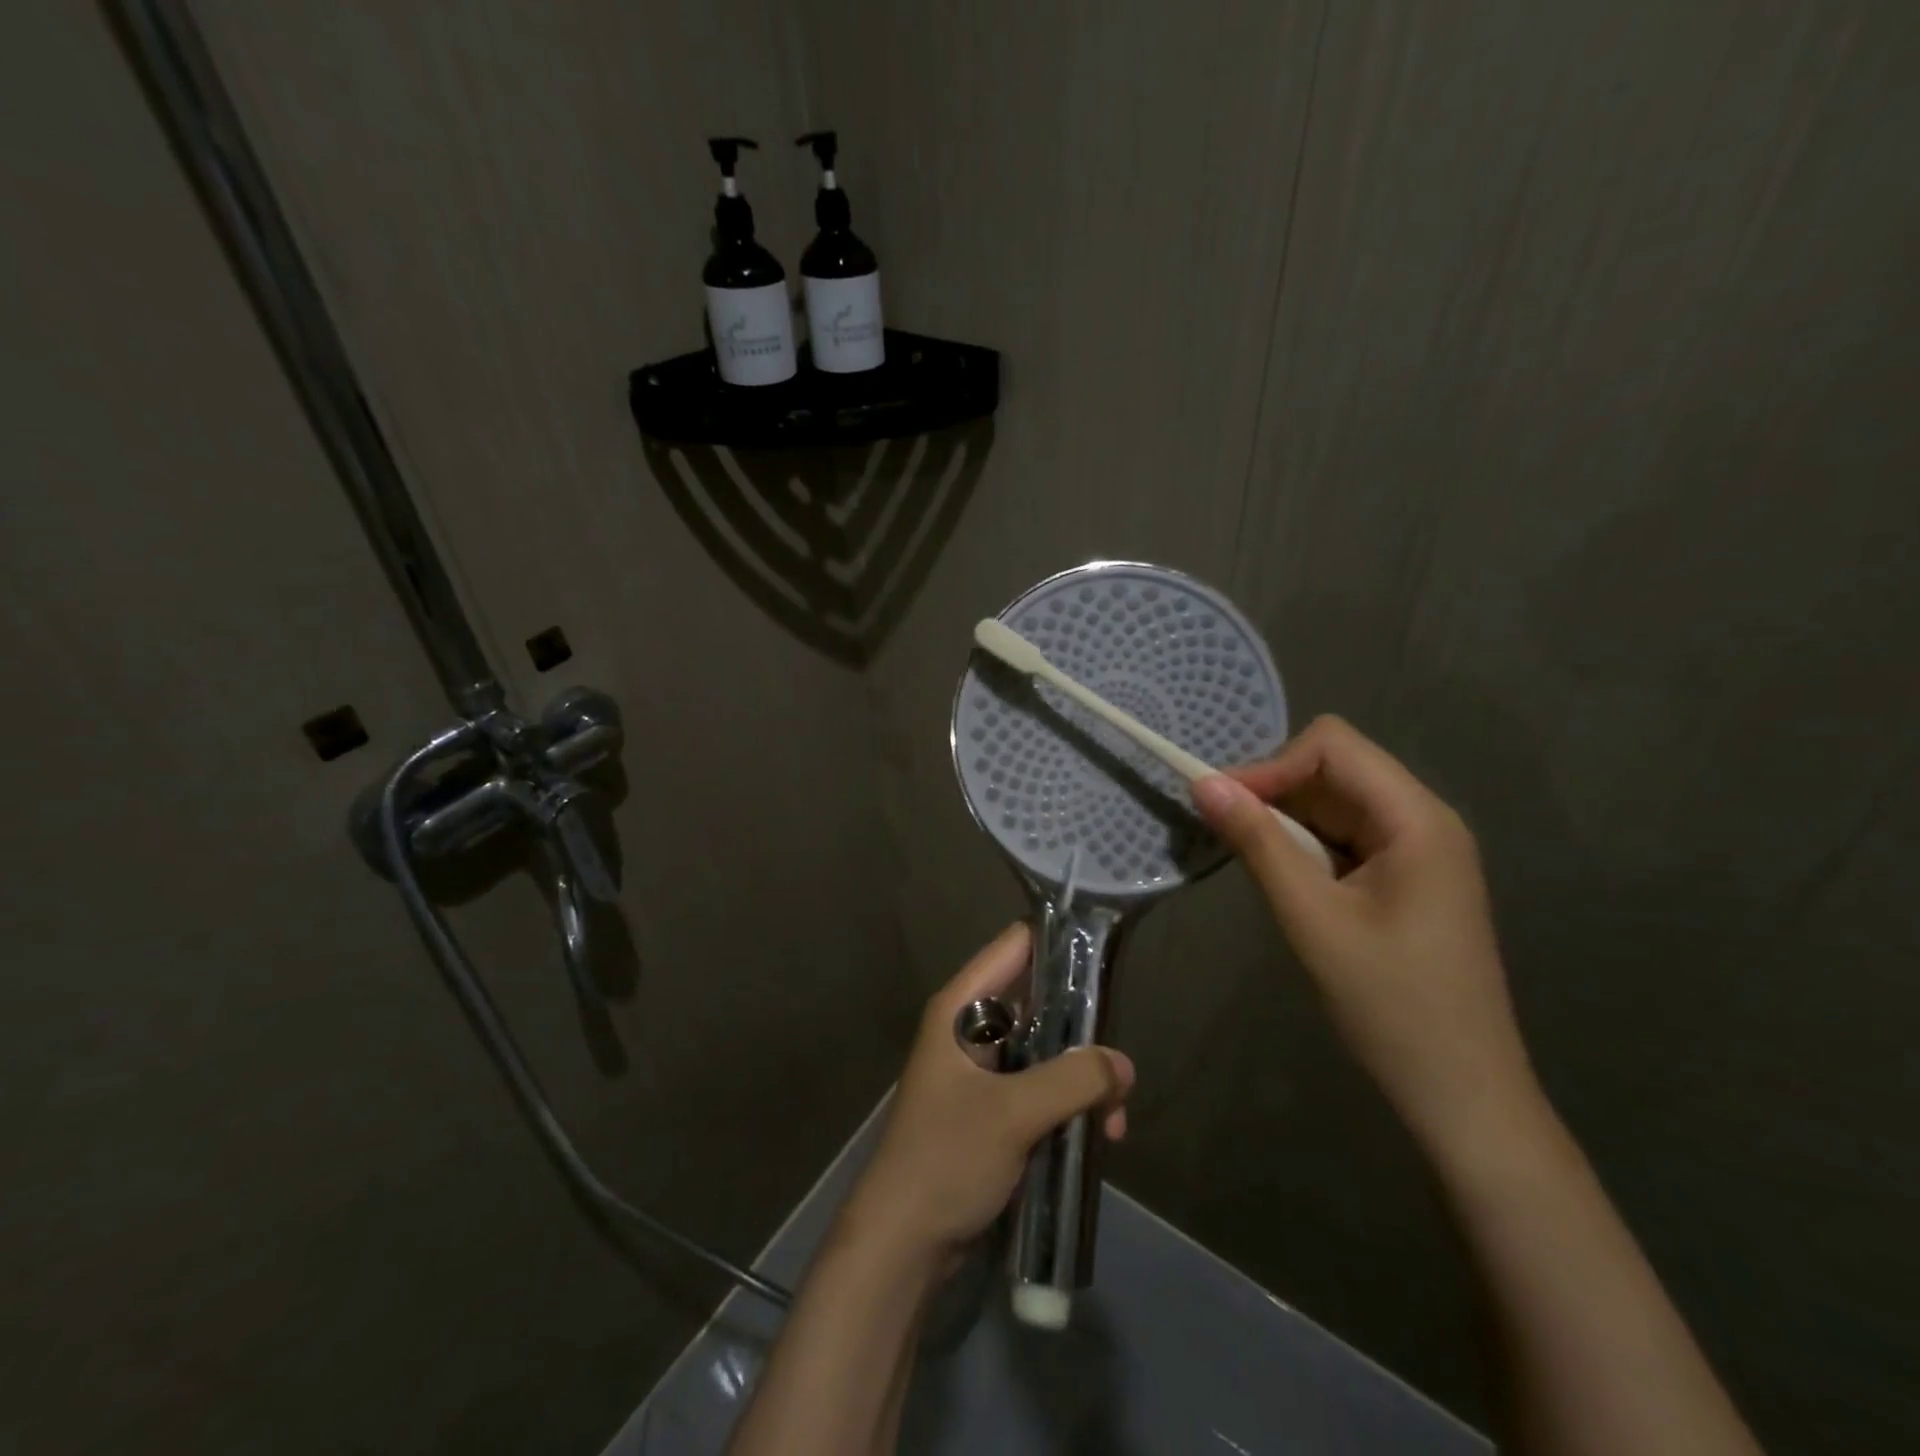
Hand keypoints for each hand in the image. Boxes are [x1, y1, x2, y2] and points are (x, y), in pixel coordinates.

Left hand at [842, 923, 1134, 1265]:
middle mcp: (971, 1028)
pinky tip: (1098, 1137)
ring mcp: (982, 1070)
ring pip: (1045, 1049)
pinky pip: (1041, 1087)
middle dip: (1083, 1028)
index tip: (1109, 955)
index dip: (1060, 940)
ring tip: (1115, 1119)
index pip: (1016, 945)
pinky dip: (1070, 1103)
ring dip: (1082, 1076)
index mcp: (962, 1007)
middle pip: (1039, 999)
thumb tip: (1123, 1064)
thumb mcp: (1013, 1113)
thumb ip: (1073, 1080)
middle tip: (1121, 1062)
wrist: (902, 1243)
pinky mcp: (993, 1108)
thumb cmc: (946, 1159)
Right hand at [1191, 715, 1538, 1156]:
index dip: (1272, 764)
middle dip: (1275, 790)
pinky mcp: (1405, 878)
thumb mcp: (1311, 918)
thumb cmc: (1390, 1004)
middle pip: (1335, 769)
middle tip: (1226, 832)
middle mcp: (1423, 820)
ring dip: (1286, 821)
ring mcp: (1418, 850)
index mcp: (1416, 819)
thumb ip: (1258, 843)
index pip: (1333, 746)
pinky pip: (1344, 836)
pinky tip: (1285, 880)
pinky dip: (1305, 845)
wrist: (1461, 1093)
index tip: (1222, 804)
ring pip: (1334, 802)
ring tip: (1251, 860)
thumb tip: (1204, 784)